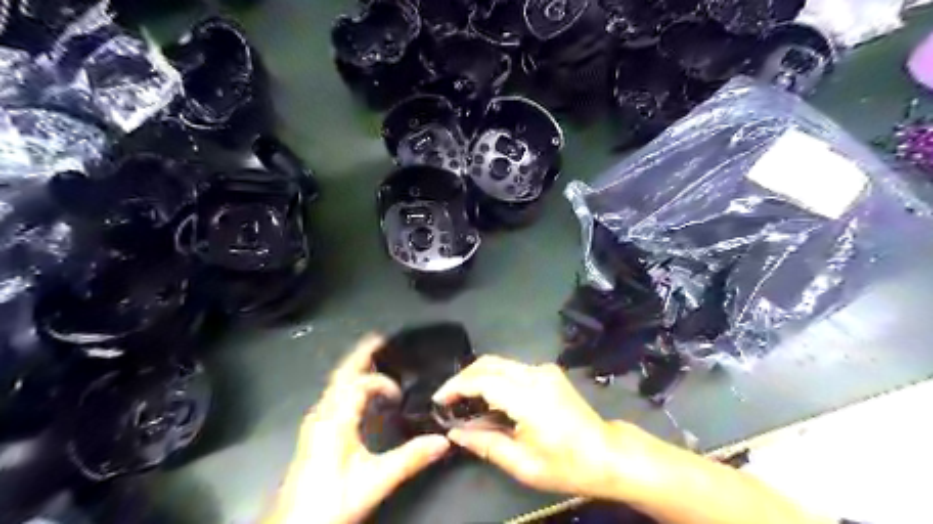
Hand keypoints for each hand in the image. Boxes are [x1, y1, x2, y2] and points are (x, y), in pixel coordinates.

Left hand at [266, 336, 452, 523]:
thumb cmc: (329, 502)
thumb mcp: (373, 481)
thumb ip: (409, 459)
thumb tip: (442, 441)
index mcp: (335, 420)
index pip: (360, 383)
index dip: (382, 383)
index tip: (399, 396)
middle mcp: (322, 415)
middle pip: (341, 374)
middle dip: (361, 354)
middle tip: (380, 339)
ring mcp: (315, 422)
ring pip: (335, 384)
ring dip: (354, 368)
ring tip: (372, 359)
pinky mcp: (314, 432)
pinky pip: (333, 396)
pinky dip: (348, 385)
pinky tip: (358, 394)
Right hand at [437, 356, 659, 499]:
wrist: (607, 453)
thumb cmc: (566, 465)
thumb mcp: (522, 464)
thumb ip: (485, 443)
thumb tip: (455, 432)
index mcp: (529, 398)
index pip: (483, 380)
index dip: (457, 387)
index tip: (439, 400)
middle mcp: (536, 374)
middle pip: (489, 363)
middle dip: (463, 377)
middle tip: (448, 399)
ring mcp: (544, 370)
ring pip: (500, 363)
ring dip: (478, 376)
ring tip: (464, 400)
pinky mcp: (549, 371)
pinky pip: (513, 368)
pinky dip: (494, 378)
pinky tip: (489, 397)